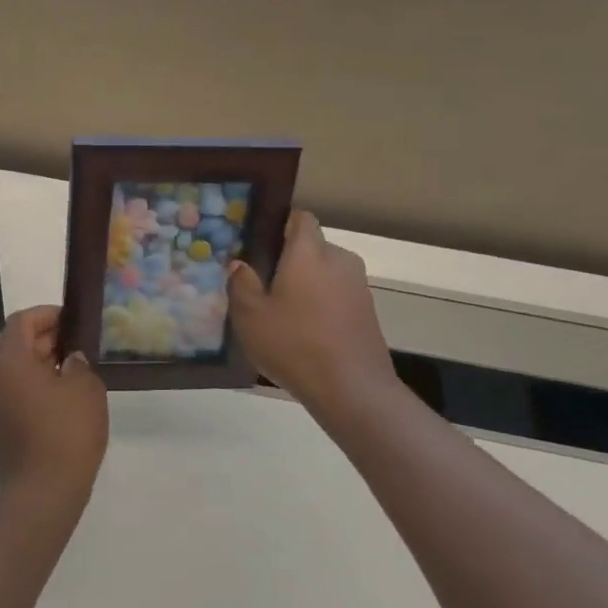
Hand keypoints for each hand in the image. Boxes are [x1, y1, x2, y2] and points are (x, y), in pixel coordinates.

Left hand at [0, 307, 108, 512]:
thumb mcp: (85, 388)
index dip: (48, 315)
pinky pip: (13, 394)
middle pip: (15, 345)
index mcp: (6, 361)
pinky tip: (62, 398)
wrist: (42, 495)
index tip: (74, 321)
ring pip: (14, 371)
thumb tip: (69, 360)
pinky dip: (34, 387)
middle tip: (79, 344)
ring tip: (75, 370)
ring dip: (41, 365)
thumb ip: (78, 363)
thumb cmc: (65, 432)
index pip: (22, 321)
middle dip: (47, 340)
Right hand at [229, 211, 401, 425]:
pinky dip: (322, 304)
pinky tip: (305, 332)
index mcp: (309, 251)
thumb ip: (241, 284)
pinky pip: (338, 294)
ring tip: (282, 311)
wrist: (352, 389)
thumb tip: (240, 264)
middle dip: (290, 259)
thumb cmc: (294, 344)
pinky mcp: (368, 311)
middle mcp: (338, 259)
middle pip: (312, 247)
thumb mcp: (250, 316)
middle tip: (263, 284)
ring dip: (306, 284)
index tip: (260, 244)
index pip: (300, 218)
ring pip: (325, 272)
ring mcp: (358, 285)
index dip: (280, 224)